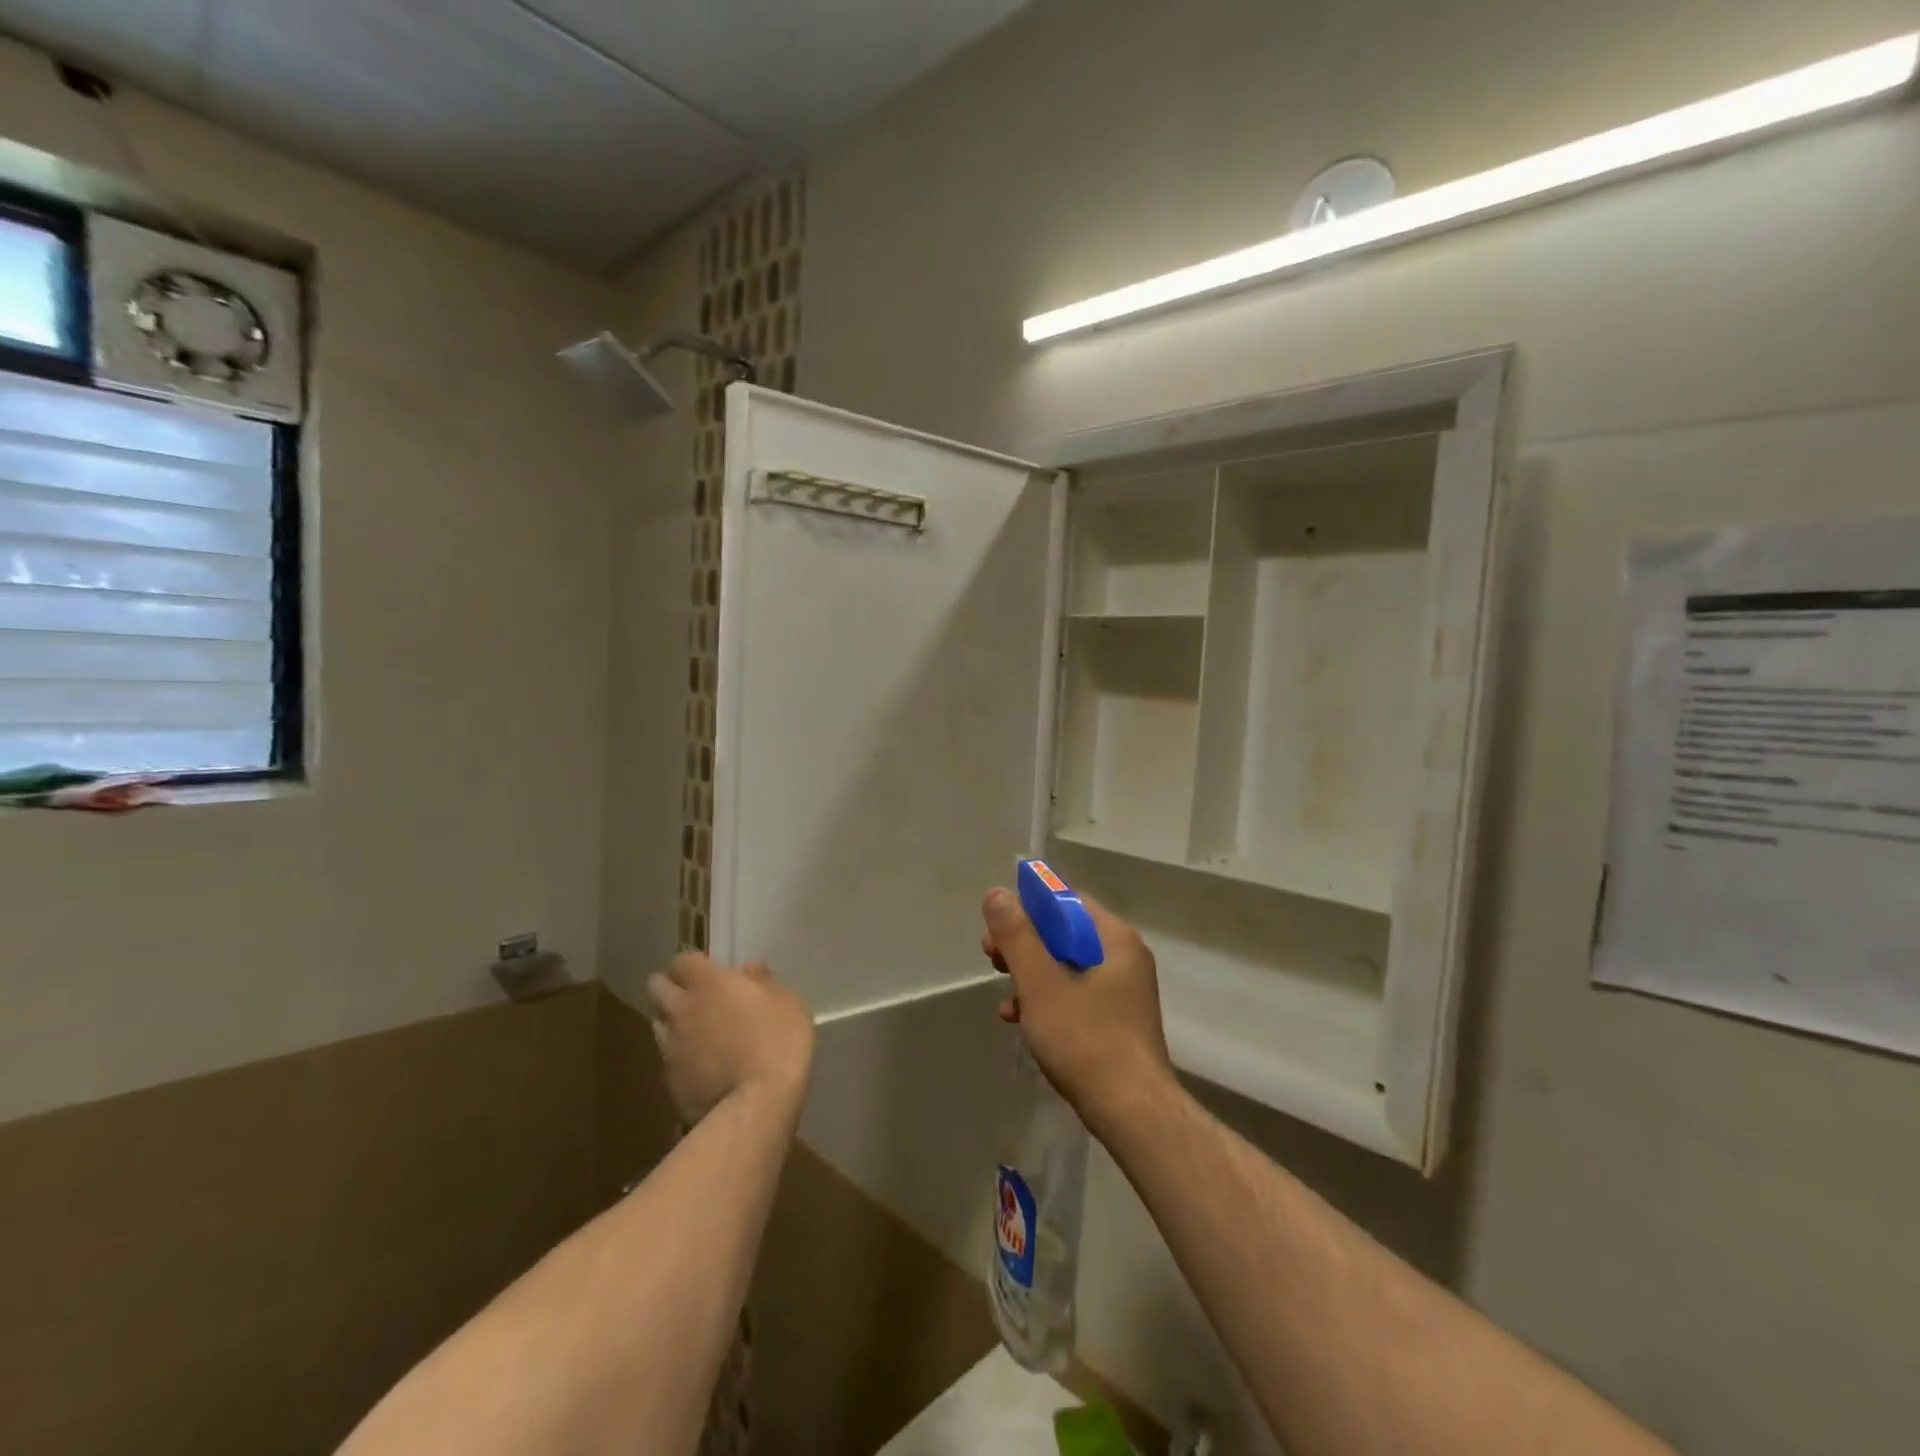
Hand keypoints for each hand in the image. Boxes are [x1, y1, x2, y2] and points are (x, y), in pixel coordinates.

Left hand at [647, 953, 814, 1122]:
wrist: (757, 1104)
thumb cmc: (779, 1041)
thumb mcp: (787, 1002)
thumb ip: (763, 982)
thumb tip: (748, 970)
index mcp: (709, 983)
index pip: (682, 960)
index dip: (692, 965)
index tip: (707, 972)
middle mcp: (682, 1009)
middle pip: (656, 987)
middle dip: (669, 987)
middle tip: (691, 997)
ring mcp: (670, 1048)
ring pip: (657, 1024)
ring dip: (671, 1023)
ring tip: (694, 1033)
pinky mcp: (669, 1082)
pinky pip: (667, 1061)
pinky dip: (679, 1059)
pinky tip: (699, 1069)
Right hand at [981, 887, 1175, 1135]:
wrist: (1132, 1112)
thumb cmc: (1086, 1039)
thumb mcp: (1041, 983)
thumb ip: (1017, 936)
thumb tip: (997, 893)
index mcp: (1115, 939)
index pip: (1068, 901)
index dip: (1029, 907)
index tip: (997, 926)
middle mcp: (1124, 958)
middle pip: (1065, 933)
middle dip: (1024, 943)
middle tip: (990, 956)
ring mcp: (1122, 991)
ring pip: (1066, 966)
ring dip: (1030, 973)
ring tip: (1001, 991)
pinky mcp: (1115, 1021)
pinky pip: (1075, 995)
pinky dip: (1046, 1000)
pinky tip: (1017, 1019)